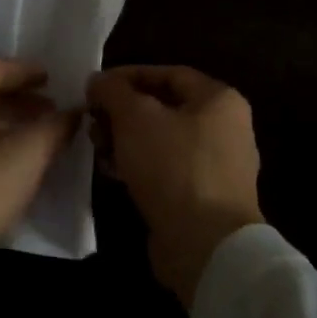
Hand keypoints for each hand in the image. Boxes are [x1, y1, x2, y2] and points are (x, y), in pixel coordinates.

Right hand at [87, 65, 261, 308]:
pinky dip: (138, 165)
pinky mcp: (203, 196)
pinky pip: (165, 168)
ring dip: (125, 139)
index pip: (168, 73)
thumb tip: (98, 80)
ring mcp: (216, 165)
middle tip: (92, 120)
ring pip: (161, 139)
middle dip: (122, 111)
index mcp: (219, 99)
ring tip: (97, 147)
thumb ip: (113, 91)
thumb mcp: (135, 118)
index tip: (94, 87)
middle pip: (164, 107)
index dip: (127, 76)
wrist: (205, 244)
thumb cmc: (173, 167)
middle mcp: (224, 127)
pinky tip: (111, 172)